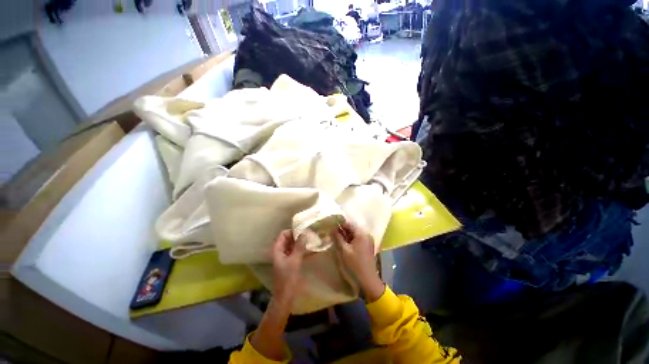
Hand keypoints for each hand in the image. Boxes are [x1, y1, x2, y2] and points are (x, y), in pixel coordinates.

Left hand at [271, 230, 307, 307]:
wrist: (285, 298)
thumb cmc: (288, 278)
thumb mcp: (294, 260)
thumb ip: (299, 246)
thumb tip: (304, 233)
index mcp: (278, 250)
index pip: (283, 234)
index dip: (292, 231)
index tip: (303, 231)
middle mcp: (281, 251)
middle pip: (289, 239)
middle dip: (299, 236)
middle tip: (310, 234)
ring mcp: (286, 257)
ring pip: (293, 245)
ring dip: (302, 243)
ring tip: (313, 240)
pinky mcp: (291, 263)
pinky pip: (297, 252)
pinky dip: (303, 250)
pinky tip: (313, 250)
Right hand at [333, 222, 384, 301]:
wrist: (368, 280)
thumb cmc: (355, 264)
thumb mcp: (344, 250)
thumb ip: (338, 238)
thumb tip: (332, 229)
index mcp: (361, 233)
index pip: (349, 224)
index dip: (339, 225)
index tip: (331, 227)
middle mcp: (366, 234)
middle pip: (352, 228)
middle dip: (342, 230)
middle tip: (332, 234)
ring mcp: (368, 240)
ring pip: (354, 234)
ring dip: (346, 235)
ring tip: (336, 239)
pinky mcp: (367, 246)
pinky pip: (358, 239)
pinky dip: (351, 240)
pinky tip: (344, 244)